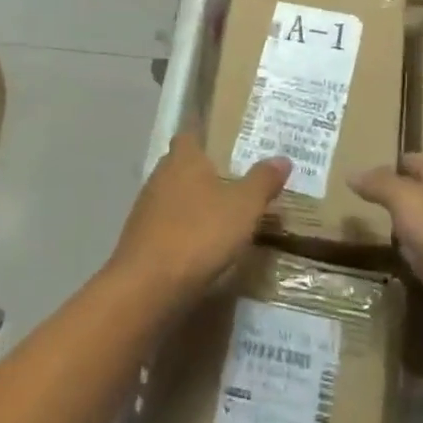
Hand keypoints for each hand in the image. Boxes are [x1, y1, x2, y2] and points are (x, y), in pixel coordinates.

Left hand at [109, 135, 288, 310]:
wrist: (147, 287)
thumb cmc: (199, 234)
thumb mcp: (244, 207)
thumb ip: (262, 181)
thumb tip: (283, 158)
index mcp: (183, 159)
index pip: (189, 135)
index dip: (205, 137)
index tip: (225, 144)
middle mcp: (159, 177)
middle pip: (181, 166)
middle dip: (203, 173)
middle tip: (233, 180)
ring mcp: (145, 210)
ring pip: (173, 197)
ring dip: (192, 205)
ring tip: (221, 215)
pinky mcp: (139, 241)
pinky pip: (166, 226)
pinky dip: (182, 231)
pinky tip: (200, 246)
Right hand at [351, 153, 422, 362]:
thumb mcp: (408, 201)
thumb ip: (381, 186)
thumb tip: (352, 173)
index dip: (403, 161)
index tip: (378, 165)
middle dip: (407, 193)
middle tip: (375, 198)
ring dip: (414, 228)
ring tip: (385, 230)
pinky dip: (420, 260)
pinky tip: (407, 266)